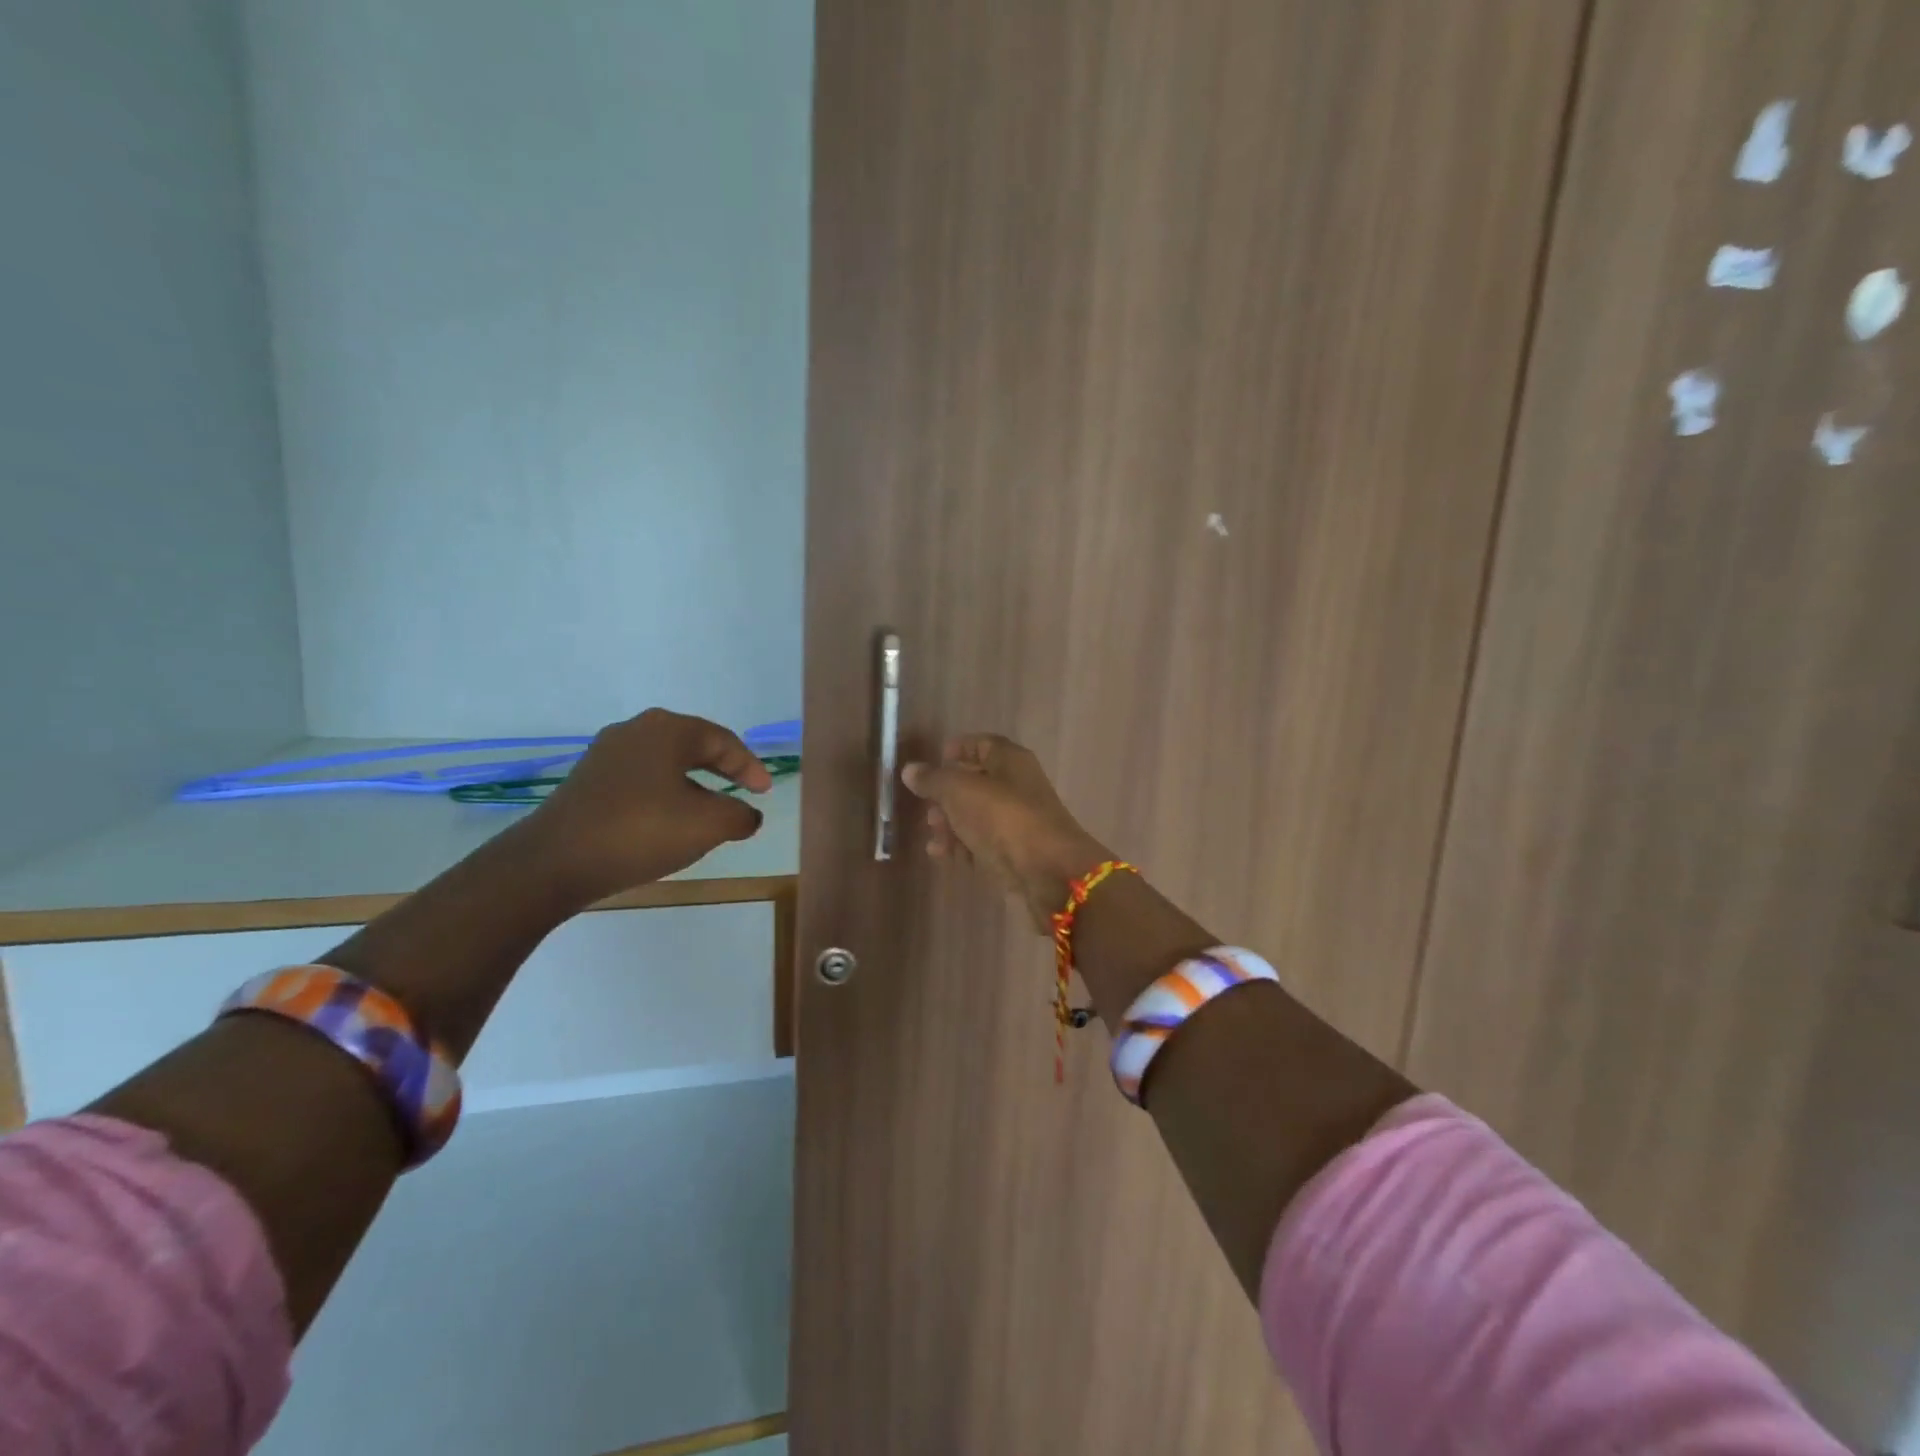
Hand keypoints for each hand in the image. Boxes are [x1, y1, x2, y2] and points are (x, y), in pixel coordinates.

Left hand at [527, 708, 771, 902]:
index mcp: (668, 730)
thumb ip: (740, 815)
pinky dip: (664, 794)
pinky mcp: (587, 781)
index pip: (723, 740)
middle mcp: (635, 731)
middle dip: (722, 769)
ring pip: (664, 763)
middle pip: (692, 745)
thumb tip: (748, 815)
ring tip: (708, 810)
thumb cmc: (640, 831)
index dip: (749, 766)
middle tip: (743, 791)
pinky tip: (667, 821)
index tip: (764, 792)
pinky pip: (640, 779)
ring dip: (692, 784)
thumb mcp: (708, 825)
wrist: (553, 862)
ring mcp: (606, 755)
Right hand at [902, 734, 1110, 931]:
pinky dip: (959, 847)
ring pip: (976, 817)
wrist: (1048, 873)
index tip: (935, 759)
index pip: (983, 744)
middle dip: (947, 793)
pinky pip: (980, 845)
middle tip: (926, 804)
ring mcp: (1016, 824)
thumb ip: (933, 779)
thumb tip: (911, 770)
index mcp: (1011, 762)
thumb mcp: (960, 791)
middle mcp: (1016, 788)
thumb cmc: (1003, 818)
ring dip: (950, 823)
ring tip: (931, 832)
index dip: (959, 748)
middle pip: (977, 783)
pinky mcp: (1013, 855)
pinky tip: (938, 854)